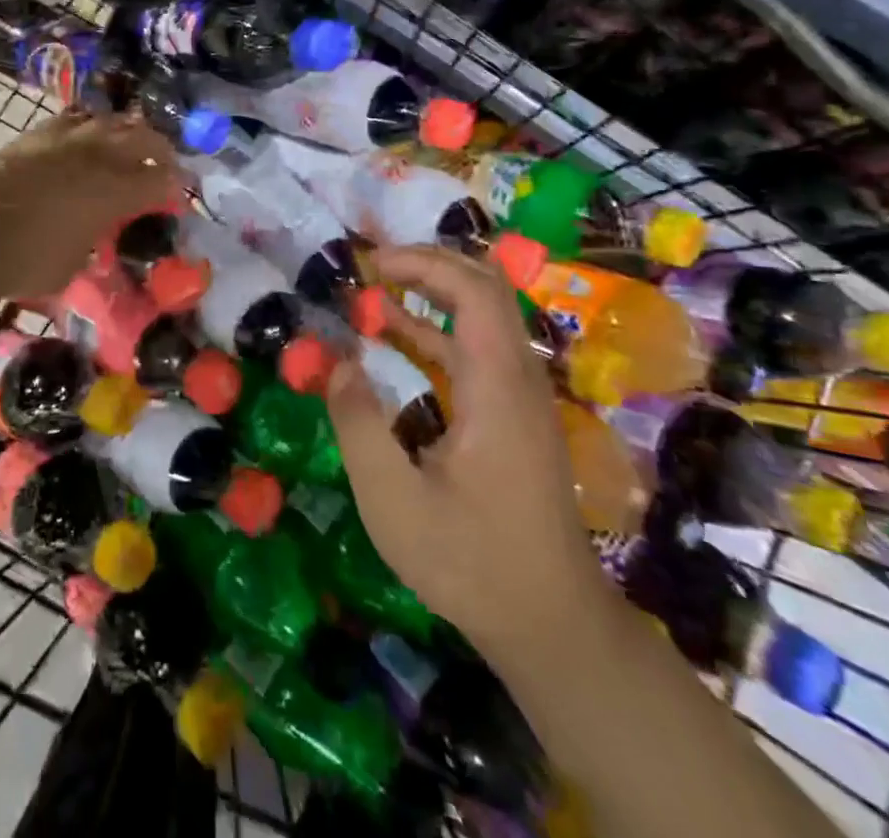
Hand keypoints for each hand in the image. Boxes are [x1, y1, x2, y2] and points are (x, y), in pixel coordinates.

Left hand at [0, 112, 177, 298]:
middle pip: (144, 138)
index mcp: (117, 191)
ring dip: (124, 131)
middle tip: (163, 163)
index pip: (162, 181)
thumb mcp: (72, 266)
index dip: (175, 188)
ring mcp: (66, 139)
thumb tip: (90, 244)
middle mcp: (99, 156)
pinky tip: (82, 136)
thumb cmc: (29, 260)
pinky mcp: (36, 134)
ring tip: (125, 143)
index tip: (178, 196)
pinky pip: (72, 119)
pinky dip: (85, 126)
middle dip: (160, 150)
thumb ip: (90, 247)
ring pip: (109, 120)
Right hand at [327, 245, 608, 654]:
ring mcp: (520, 397)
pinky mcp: (513, 416)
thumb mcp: (394, 500)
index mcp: (498, 386)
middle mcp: (518, 378)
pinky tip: (394, 341)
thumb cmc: (472, 561)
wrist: (552, 625)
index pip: (474, 289)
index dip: (422, 263)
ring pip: (482, 317)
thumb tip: (336, 363)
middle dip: (427, 265)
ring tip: (371, 292)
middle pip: (485, 289)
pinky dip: (434, 331)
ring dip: (429, 295)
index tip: (370, 264)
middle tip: (370, 266)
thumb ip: (359, 424)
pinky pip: (475, 350)